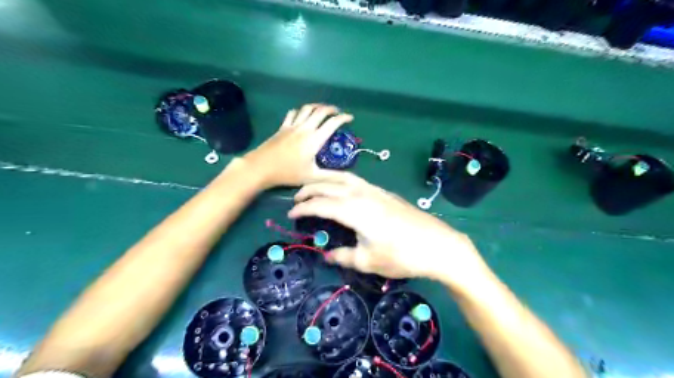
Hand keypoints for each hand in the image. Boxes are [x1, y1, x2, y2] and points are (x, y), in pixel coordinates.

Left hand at [243, 104, 352, 186]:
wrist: (262, 167)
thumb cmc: (288, 173)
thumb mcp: (312, 177)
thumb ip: (331, 176)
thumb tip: (348, 177)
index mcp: (314, 139)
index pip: (332, 123)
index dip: (343, 118)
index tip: (350, 118)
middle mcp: (305, 128)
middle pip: (320, 111)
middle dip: (331, 109)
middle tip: (338, 112)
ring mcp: (292, 126)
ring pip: (306, 109)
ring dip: (317, 106)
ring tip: (322, 110)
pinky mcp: (282, 127)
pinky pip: (293, 114)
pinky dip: (300, 111)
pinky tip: (301, 115)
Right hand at [288, 173, 489, 290]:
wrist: (437, 245)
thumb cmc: (402, 255)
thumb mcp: (368, 260)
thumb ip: (344, 256)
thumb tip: (327, 255)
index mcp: (354, 210)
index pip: (320, 204)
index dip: (302, 208)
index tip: (290, 213)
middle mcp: (362, 194)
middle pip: (328, 185)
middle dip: (309, 189)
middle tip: (296, 198)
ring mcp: (375, 191)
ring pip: (343, 177)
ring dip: (325, 180)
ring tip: (314, 187)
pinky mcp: (385, 192)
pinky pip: (356, 180)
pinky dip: (340, 180)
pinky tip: (341, 189)